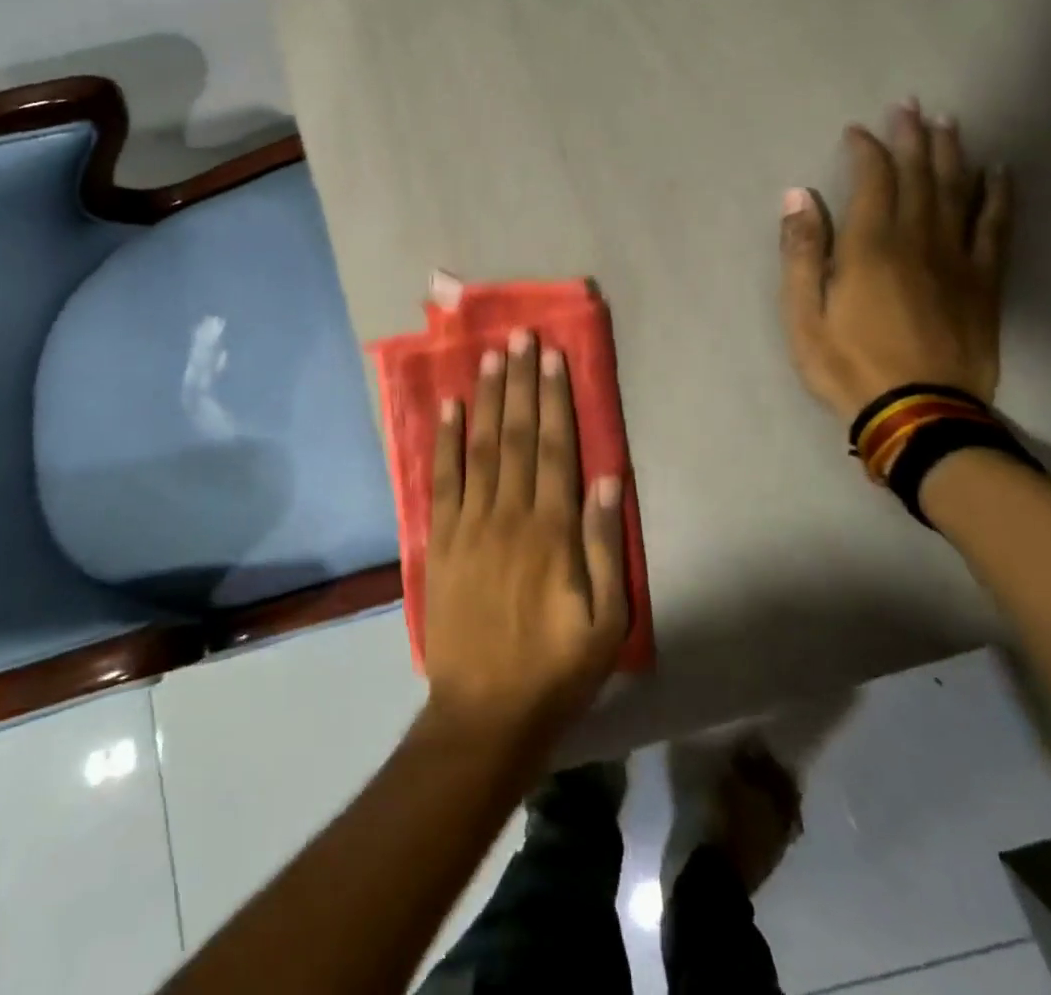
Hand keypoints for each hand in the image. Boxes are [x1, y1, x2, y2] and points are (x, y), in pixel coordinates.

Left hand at [423, 329, 628, 749]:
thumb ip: (606, 546)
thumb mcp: (606, 621)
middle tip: (521, 336)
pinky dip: (444, 441)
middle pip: (516, 435)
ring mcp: (469, 524)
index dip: (554, 399)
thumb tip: (611, 480)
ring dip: (486, 398)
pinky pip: (441, 480)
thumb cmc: (555, 668)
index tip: (553, 357)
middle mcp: (509, 514)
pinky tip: (448, 407)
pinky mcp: (439, 540)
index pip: (554, 448)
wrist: (484, 713)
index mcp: (552, 531)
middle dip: (520, 382)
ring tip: (490, 356)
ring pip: (480, 447)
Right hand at [779, 100, 1012, 424]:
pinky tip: (999, 172)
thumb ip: (802, 253)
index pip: (873, 180)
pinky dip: (998, 195)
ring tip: (948, 123)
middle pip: (920, 175)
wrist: (918, 414)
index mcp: (870, 247)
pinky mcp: (985, 281)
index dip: (866, 150)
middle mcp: (918, 240)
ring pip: (958, 191)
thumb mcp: (802, 315)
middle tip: (910, 106)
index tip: (857, 130)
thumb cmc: (847, 365)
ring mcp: (958, 259)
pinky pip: (996, 227)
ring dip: (952, 153)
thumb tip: (798, 196)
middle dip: (912, 137)